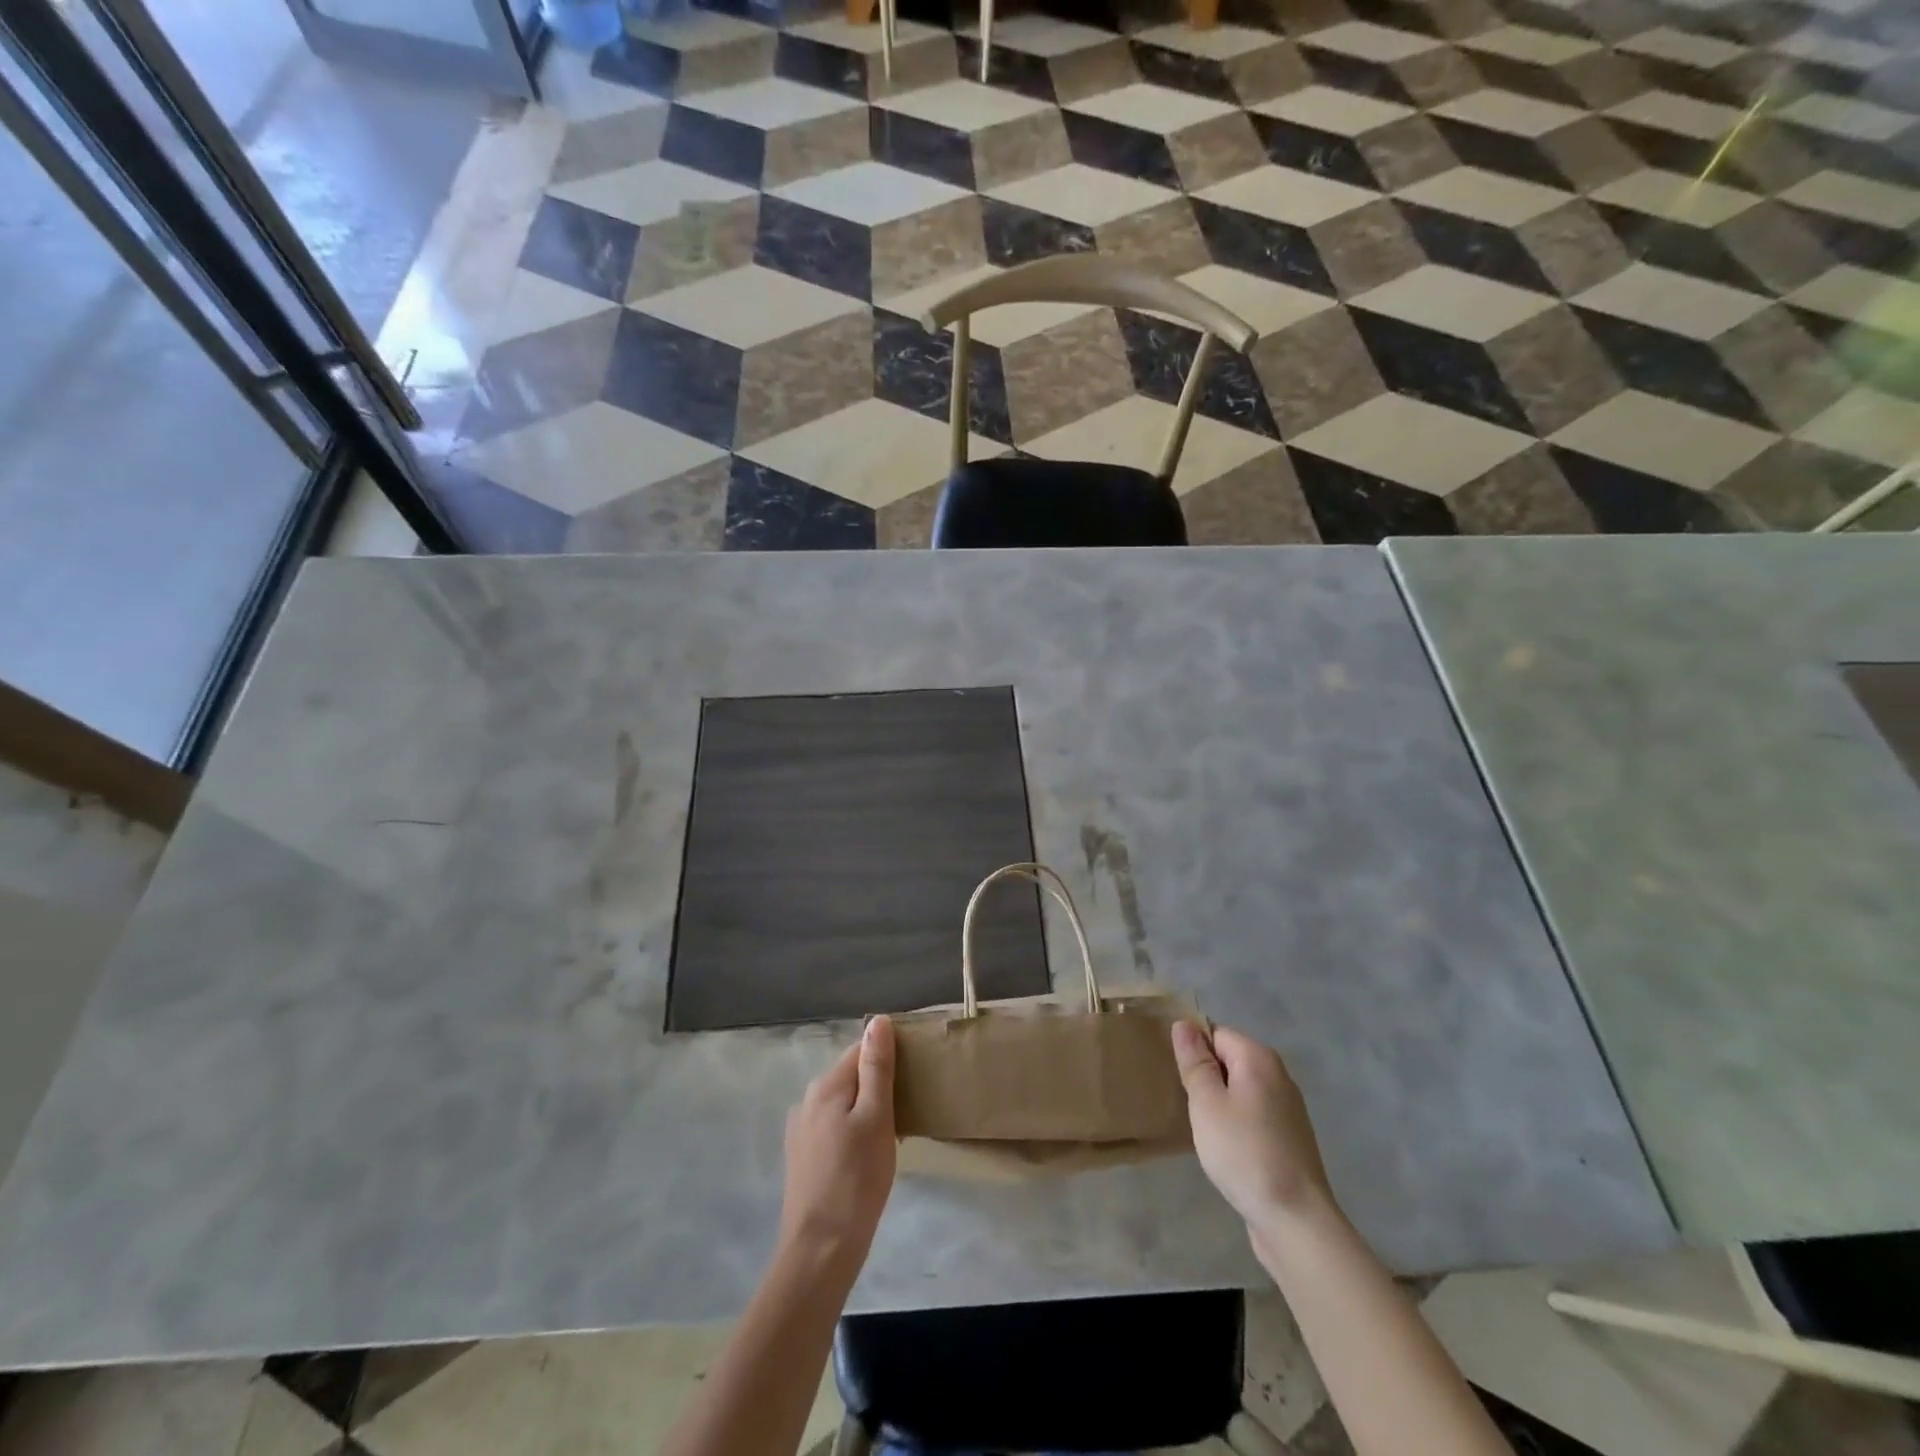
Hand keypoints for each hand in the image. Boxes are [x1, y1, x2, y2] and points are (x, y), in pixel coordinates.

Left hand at [778, 1015, 897, 1274]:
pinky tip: (868, 1156)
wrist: (820, 1250)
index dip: (889, 1058)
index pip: (861, 1050)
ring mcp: (801, 1130)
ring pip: (843, 1103)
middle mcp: (807, 1100)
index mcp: (825, 1085)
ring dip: (866, 1110)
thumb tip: (878, 1021)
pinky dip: (854, 1131)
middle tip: (908, 1110)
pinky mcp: (802, 1157)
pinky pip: (834, 1127)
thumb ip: (876, 1068)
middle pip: (850, 1075)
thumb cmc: (857, 1179)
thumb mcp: (876, 1117)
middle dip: (879, 1085)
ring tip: (893, 1134)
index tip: (914, 1076)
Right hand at [1172, 1020, 1336, 1236]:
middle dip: (1205, 1078)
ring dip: (1219, 1103)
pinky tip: (1225, 1148)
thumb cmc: (1244, 1153)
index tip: (1178, 1079)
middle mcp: (1278, 1075)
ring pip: (1240, 1089)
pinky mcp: (1289, 1138)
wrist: (1296, 1221)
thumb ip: (1195, 1061)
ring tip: (1203, 1129)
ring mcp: (1288, 1108)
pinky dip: (1236, 1124)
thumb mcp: (1207, 1103)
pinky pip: (1252, 1114)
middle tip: (1187, 1105)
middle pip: (1229, 1060)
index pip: (1215, 1033)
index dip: (1193, 1052)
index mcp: (1259, 1058)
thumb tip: (1184, 1024)